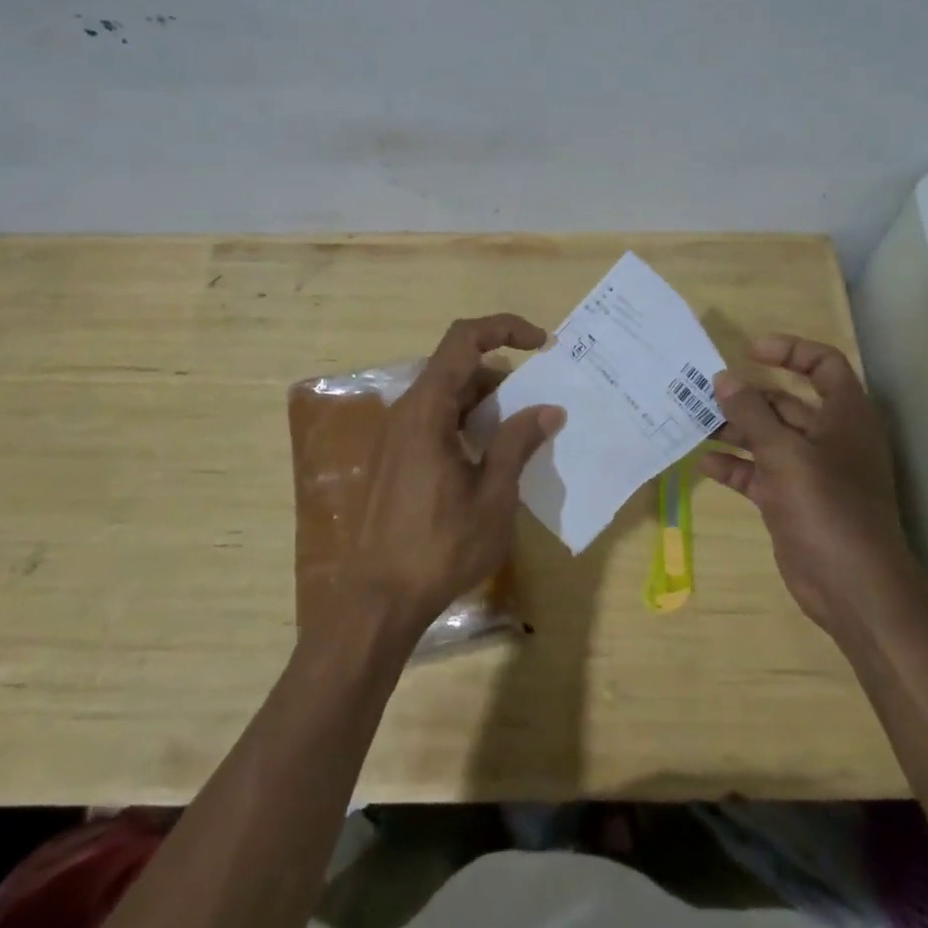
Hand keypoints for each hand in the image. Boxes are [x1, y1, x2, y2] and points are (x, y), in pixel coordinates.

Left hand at [350, 314, 565, 633]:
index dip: (504, 328)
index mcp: (427, 409)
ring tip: (520, 432)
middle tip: (538, 401)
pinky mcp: (393, 458)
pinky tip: (488, 457)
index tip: (543, 343)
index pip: (464, 340)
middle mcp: (406, 411)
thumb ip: (518, 443)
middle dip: (502, 374)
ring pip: (445, 395)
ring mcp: (395, 435)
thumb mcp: (493, 495)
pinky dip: (465, 422)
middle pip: (456, 366)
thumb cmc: (440, 546)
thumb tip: (549, 408)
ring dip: (485, 401)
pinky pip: (433, 420)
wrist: (378, 600)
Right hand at [702, 334, 906, 636]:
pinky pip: (759, 472)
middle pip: (787, 402)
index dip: (790, 351)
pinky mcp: (792, 500)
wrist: (852, 586)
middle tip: (705, 391)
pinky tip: (705, 462)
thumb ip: (751, 413)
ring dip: (736, 429)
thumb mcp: (784, 453)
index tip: (749, 352)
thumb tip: (723, 378)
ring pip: (769, 438)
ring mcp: (811, 471)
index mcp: (844, 416)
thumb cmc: (826, 506)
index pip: (823, 365)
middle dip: (748, 396)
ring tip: (696, 423)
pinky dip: (735, 465)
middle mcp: (829, 437)